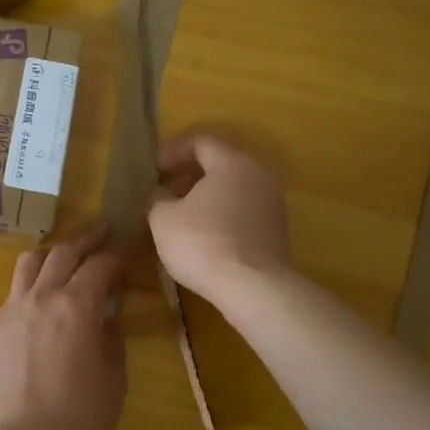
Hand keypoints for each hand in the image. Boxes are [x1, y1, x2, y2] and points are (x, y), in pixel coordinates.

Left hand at [0, 224, 126, 429]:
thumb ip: (112, 336)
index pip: (99, 265)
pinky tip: (43, 299)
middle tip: (101, 233)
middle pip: (63, 252)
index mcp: (77, 305)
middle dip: (86, 240)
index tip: (126, 256)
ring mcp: (13, 310)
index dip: (116, 257)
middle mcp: (42, 297)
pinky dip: (33, 284)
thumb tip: (106, 317)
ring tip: (66, 257)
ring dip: (52, 253)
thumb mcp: (114, 375)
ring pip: (30, 262)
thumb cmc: (82, 414)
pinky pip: (15, 291)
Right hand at [147, 131, 291, 305]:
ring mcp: (271, 202)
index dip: (172, 151)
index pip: (200, 141)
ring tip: (179, 215)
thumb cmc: (203, 243)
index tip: (153, 169)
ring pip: (232, 187)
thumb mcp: (163, 218)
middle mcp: (258, 174)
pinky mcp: (276, 229)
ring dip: (204, 195)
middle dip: (188, 174)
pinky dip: (220, 212)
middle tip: (164, 190)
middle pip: (219, 163)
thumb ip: (156, 197)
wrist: (253, 288)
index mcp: (232, 162)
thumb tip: (158, 192)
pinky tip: (202, 234)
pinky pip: (242, 209)